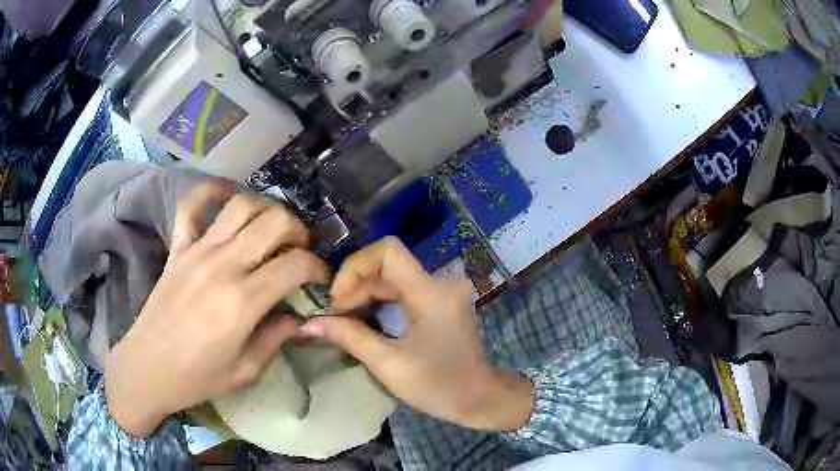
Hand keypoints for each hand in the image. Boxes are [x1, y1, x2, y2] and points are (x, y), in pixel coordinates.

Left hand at [105, 183, 327, 437]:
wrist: (148, 367)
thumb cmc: (197, 377)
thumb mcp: (246, 370)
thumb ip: (276, 337)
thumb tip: (298, 316)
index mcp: (242, 302)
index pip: (295, 265)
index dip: (317, 267)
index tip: (319, 278)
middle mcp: (222, 266)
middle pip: (274, 221)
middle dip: (298, 230)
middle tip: (299, 249)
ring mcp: (197, 251)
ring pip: (240, 204)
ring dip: (265, 208)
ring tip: (271, 226)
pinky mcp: (178, 247)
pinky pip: (191, 205)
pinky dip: (210, 192)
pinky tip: (224, 196)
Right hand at [301, 237, 533, 431]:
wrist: (479, 398)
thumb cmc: (439, 387)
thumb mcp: (389, 365)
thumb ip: (350, 337)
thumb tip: (309, 323)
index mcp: (432, 293)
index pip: (388, 251)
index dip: (356, 266)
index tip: (338, 298)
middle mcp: (440, 282)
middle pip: (387, 264)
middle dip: (355, 284)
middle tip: (334, 315)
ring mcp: (441, 291)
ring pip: (392, 276)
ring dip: (364, 292)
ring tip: (342, 318)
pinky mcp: (438, 301)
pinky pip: (401, 289)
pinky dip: (378, 299)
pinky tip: (362, 317)